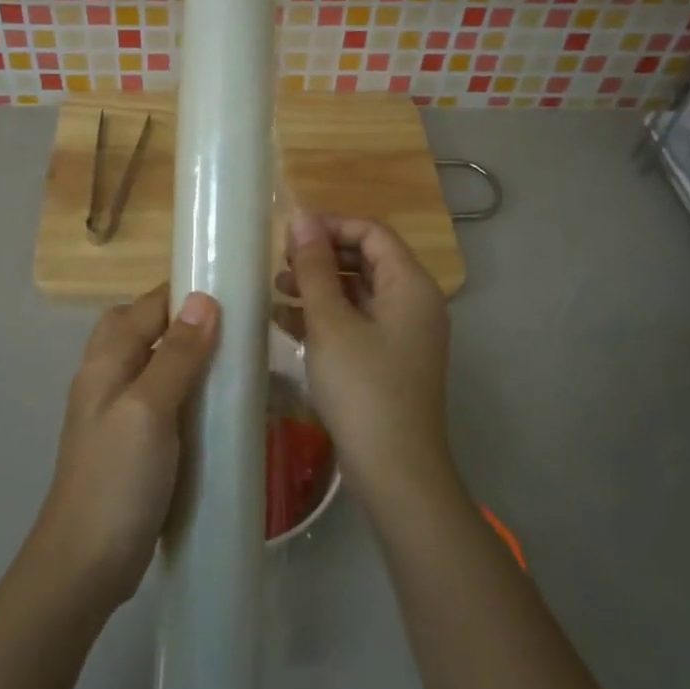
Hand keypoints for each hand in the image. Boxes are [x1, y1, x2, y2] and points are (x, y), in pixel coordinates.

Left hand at [31, 284, 219, 608]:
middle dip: (178, 319)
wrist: (85, 564)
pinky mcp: (129, 445)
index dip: (181, 293)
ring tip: (228, 362)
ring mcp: (114, 415)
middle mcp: (105, 380)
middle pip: (138, 329)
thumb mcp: (150, 409)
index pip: (144, 307)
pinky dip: (182, 392)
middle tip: (227, 327)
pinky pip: (157, 401)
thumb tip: (203, 300)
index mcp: (105, 363)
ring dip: (182, 355)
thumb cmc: (117, 479)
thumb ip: (176, 355)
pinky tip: (211, 408)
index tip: (230, 290)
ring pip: (148, 365)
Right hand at [278, 214, 453, 509]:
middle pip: (366, 260)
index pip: (372, 232)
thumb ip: (315, 267)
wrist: (395, 470)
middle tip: (280, 266)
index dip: (331, 226)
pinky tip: (286, 323)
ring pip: (358, 292)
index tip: (289, 238)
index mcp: (410, 285)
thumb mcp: (331, 322)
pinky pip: (357, 322)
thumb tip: (302, 218)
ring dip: (319, 287)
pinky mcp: (389, 359)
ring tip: (276, 292)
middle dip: (321, 258)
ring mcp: (403, 333)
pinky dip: (325, 317)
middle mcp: (414, 302)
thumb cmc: (363, 387)